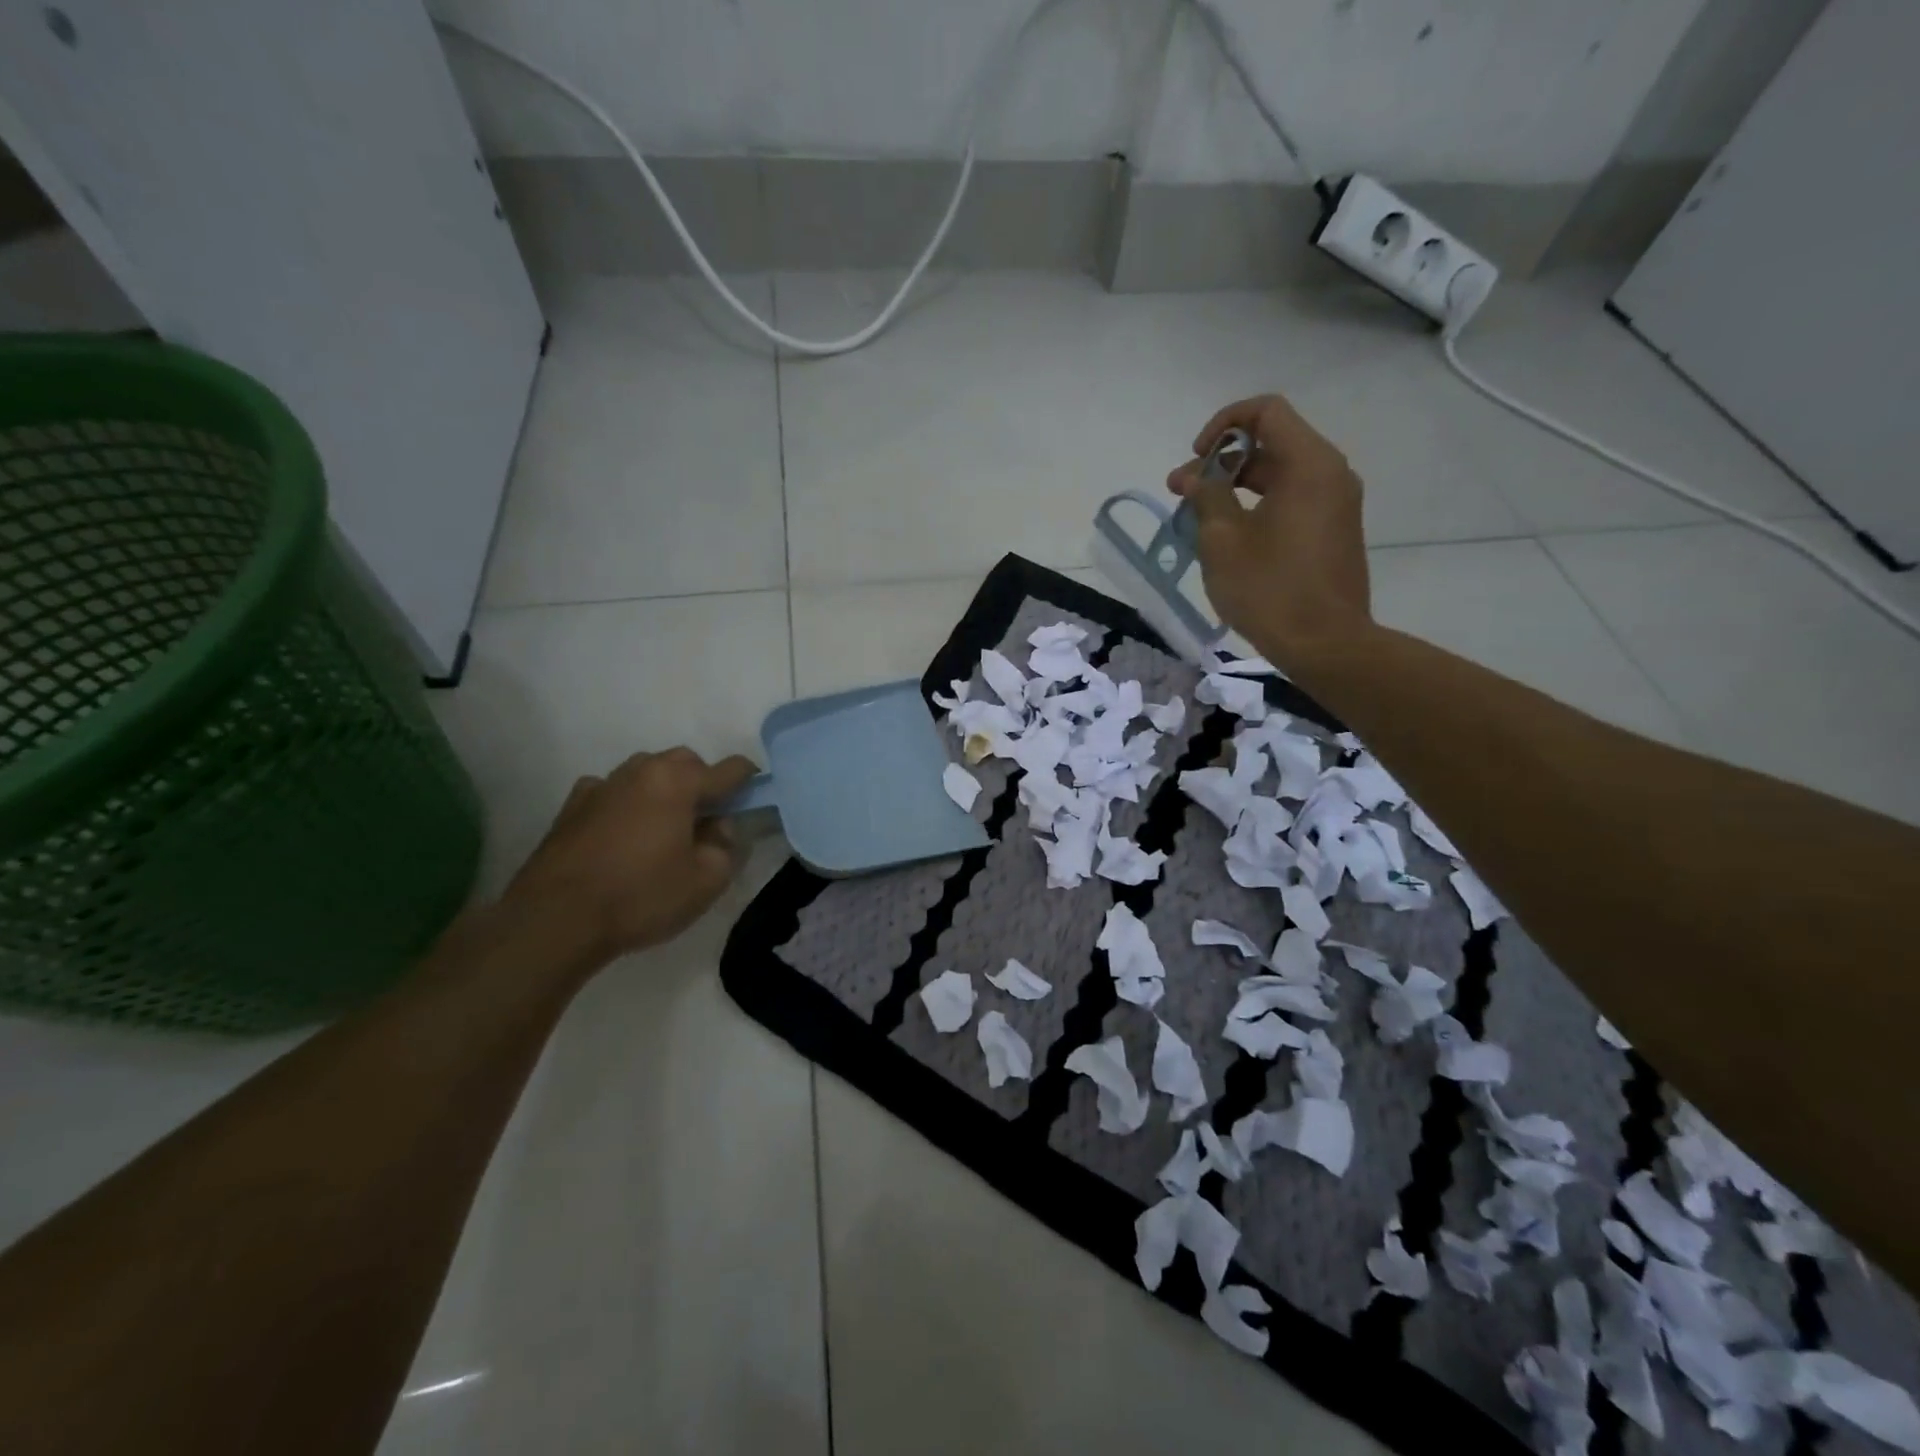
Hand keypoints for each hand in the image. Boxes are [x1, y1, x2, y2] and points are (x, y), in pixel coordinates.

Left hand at [501, 748, 757, 965]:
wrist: (554, 920)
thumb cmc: (641, 896)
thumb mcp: (706, 880)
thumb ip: (726, 845)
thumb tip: (718, 826)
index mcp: (678, 781)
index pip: (730, 768)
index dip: (749, 783)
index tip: (752, 803)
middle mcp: (641, 770)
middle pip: (685, 762)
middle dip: (702, 783)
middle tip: (705, 822)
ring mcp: (602, 784)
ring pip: (646, 773)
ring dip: (662, 791)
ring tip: (662, 830)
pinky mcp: (572, 806)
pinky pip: (612, 792)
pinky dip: (625, 804)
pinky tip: (621, 835)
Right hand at [1167, 392, 1372, 664]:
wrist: (1325, 643)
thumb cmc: (1269, 588)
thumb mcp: (1223, 540)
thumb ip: (1205, 497)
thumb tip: (1191, 477)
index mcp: (1308, 464)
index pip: (1266, 411)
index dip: (1223, 424)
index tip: (1196, 459)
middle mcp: (1330, 473)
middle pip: (1272, 442)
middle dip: (1223, 461)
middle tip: (1184, 493)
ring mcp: (1336, 503)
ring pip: (1281, 473)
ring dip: (1237, 486)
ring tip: (1199, 518)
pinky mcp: (1333, 530)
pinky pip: (1293, 499)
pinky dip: (1258, 505)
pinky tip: (1229, 536)